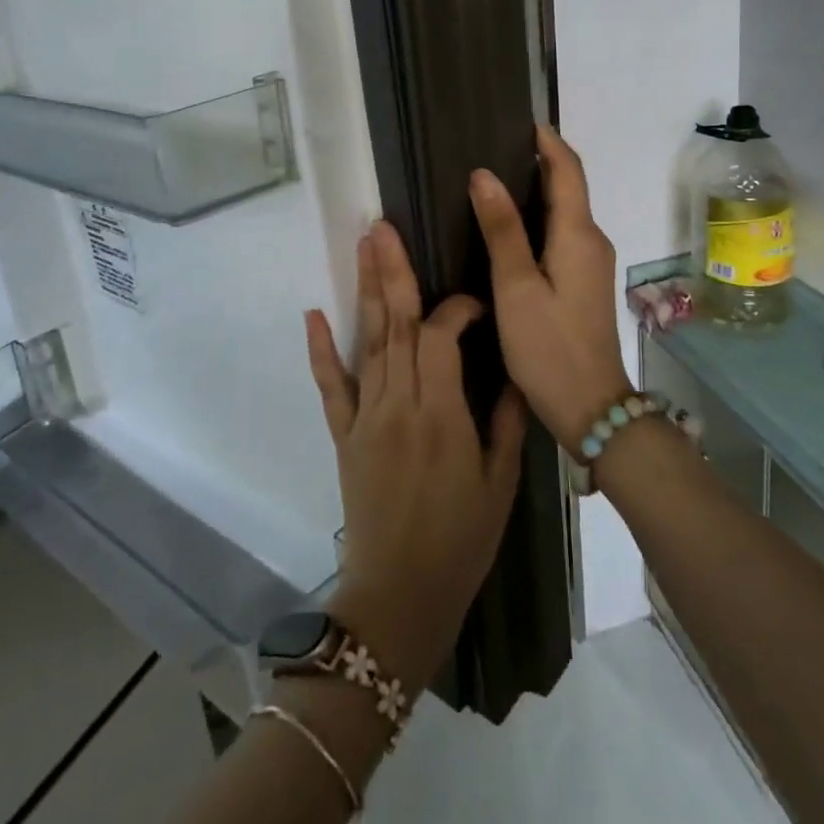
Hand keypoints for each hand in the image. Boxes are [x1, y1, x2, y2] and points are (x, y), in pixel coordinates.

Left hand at [306, 221, 527, 689]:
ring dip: (365, 291)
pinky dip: (321, 350)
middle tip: (384, 226)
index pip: (441, 337)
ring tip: (363, 246)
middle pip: (396, 325)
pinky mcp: (343, 434)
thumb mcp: (501, 484)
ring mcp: (366, 416)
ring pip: (367, 342)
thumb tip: (510, 370)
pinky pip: (331, 387)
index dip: (456, 308)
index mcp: (442, 414)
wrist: (399, 597)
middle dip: (393, 272)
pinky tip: (313, 314)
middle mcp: (399, 404)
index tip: (474, 302)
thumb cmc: (460, 542)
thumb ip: (504, 421)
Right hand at [469, 125, 632, 454]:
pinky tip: (512, 227)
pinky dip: (541, 216)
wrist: (591, 407)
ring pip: (567, 211)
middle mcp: (592, 241)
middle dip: (540, 161)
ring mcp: (591, 263)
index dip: (548, 142)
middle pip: (570, 187)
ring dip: (540, 189)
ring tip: (497, 179)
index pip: (568, 171)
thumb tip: (484, 174)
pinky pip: (564, 233)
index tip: (523, 121)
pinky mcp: (584, 282)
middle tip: (497, 146)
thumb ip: (502, 229)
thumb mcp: (516, 287)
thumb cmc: (548, 346)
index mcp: (579, 235)